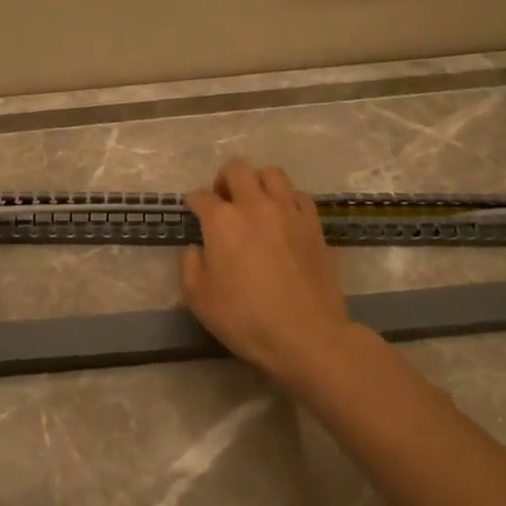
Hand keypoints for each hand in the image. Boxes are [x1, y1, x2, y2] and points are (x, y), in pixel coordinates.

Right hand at [183, 159, 355, 385]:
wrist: (307, 336)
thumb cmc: (246, 320)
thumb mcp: (199, 300)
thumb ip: (190, 266)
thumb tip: (197, 249)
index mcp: (222, 221)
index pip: (201, 196)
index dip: (193, 202)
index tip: (193, 213)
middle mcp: (255, 206)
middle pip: (237, 169)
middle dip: (224, 180)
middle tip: (223, 201)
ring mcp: (289, 212)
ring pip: (272, 173)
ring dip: (257, 181)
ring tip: (254, 202)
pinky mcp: (314, 225)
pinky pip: (299, 196)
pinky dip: (287, 199)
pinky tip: (284, 217)